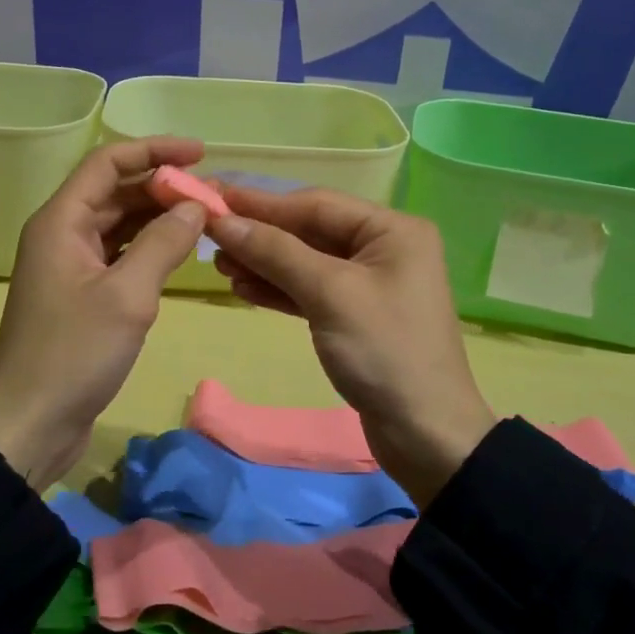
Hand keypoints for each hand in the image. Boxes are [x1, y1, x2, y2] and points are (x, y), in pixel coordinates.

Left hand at [0, 137, 210, 489]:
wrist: (29, 424)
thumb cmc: (74, 354)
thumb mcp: (128, 296)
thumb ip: (164, 244)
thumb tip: (197, 206)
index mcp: (61, 222)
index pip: (108, 163)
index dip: (154, 151)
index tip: (200, 153)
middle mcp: (62, 234)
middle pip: (115, 192)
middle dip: (163, 188)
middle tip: (214, 195)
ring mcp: (70, 266)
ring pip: (120, 225)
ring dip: (159, 219)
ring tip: (206, 220)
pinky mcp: (81, 295)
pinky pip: (119, 255)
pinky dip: (149, 249)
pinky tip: (181, 254)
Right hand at [207, 188, 494, 504]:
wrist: (425, 435)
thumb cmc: (383, 351)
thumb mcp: (329, 294)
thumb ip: (276, 252)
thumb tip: (223, 221)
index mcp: (392, 230)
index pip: (316, 204)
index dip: (262, 202)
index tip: (213, 197)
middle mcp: (383, 248)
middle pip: (310, 231)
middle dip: (261, 235)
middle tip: (210, 236)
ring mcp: (369, 283)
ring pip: (306, 262)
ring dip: (264, 263)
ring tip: (219, 265)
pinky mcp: (355, 316)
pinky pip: (310, 291)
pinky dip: (279, 290)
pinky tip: (243, 288)